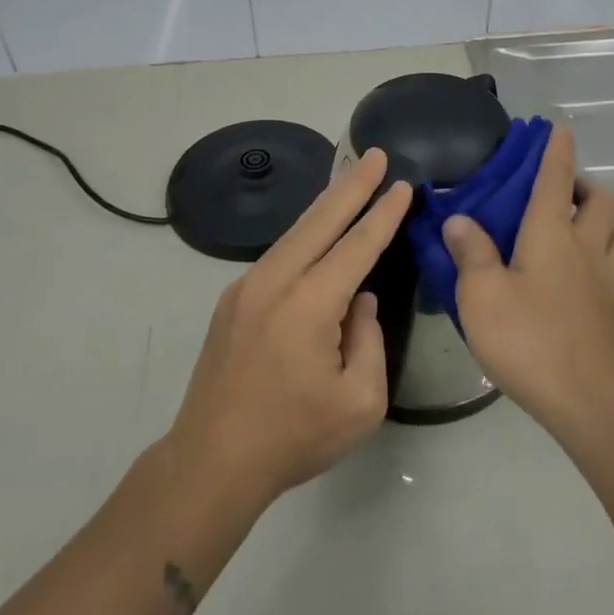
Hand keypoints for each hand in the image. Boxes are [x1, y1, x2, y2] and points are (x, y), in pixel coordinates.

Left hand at [166, 147, 412, 508]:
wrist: (212, 460)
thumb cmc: (294, 437)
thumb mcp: (360, 402)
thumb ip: (369, 341)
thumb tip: (361, 301)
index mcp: (308, 306)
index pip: (356, 246)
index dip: (382, 214)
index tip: (401, 184)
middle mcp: (274, 283)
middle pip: (319, 221)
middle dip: (351, 186)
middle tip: (373, 154)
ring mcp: (246, 289)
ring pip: (294, 233)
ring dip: (325, 205)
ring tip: (350, 180)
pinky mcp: (232, 301)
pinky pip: (278, 255)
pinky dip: (304, 233)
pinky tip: (317, 230)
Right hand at [443, 126, 613, 437]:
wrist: (585, 399)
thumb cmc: (527, 338)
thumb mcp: (481, 294)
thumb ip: (470, 251)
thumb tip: (459, 219)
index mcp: (551, 234)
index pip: (556, 180)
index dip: (556, 152)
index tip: (557, 129)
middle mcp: (584, 247)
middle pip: (602, 200)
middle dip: (584, 185)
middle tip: (558, 193)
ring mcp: (603, 280)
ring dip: (603, 220)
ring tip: (575, 229)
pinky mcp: (609, 309)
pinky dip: (605, 254)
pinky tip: (578, 273)